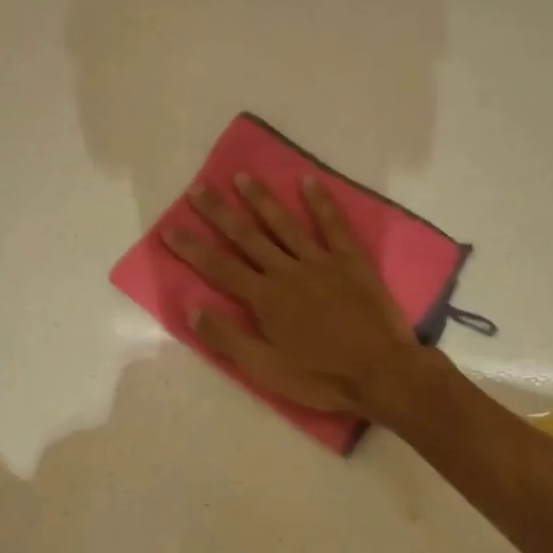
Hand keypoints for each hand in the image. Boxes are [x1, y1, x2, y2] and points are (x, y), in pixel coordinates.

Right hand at [163, 174, 423, 415]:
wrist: (382, 373)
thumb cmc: (321, 376)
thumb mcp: (266, 369)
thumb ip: (229, 339)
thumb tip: (193, 309)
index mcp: (264, 298)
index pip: (219, 267)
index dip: (192, 247)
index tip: (169, 227)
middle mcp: (287, 271)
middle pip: (247, 236)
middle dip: (219, 212)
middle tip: (198, 188)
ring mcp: (320, 262)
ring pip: (284, 224)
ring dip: (261, 199)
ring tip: (242, 176)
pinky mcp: (351, 261)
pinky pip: (333, 226)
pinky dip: (321, 203)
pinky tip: (308, 182)